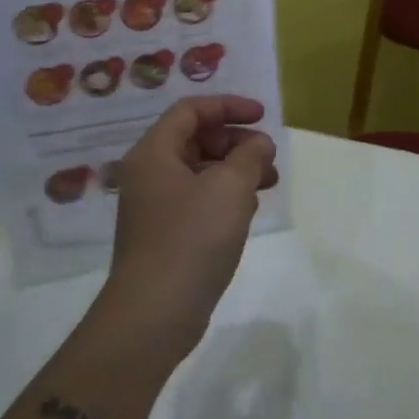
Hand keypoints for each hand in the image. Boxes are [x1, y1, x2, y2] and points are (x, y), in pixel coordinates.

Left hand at [102, 95, 278, 361]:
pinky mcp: (165, 236)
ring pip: (200, 171)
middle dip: (236, 140)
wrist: (155, 313)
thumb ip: (249, 155)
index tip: (263, 116)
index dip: (228, 106)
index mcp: (154, 153)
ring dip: (235, 169)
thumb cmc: (192, 237)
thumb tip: (258, 144)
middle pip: (195, 139)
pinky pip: (198, 200)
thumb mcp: (230, 186)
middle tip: (268, 154)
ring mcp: (155, 208)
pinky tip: (248, 210)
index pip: (190, 110)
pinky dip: (225, 195)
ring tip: (269, 182)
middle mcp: (149, 175)